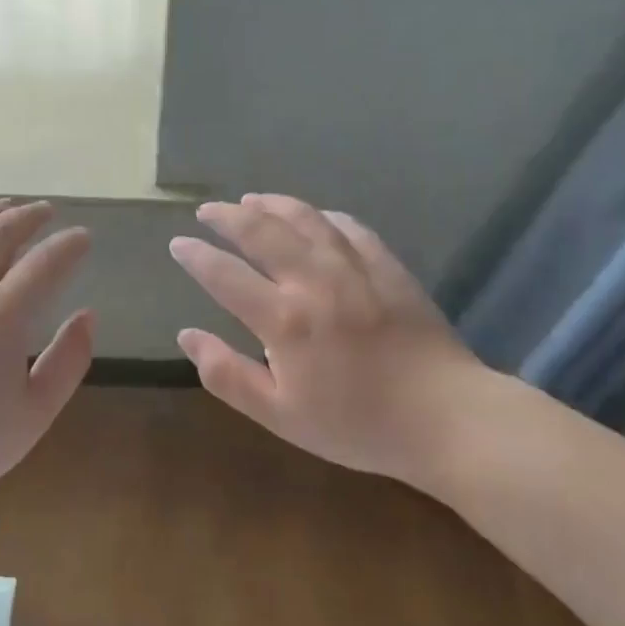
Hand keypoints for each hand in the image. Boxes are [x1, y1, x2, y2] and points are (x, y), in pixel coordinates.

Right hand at [169, 194, 512, 492]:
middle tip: (207, 211)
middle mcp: (314, 280)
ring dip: (271, 204)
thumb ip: (228, 375)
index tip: (178, 244)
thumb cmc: (358, 425)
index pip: (224, 274)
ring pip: (303, 218)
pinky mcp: (386, 265)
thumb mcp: (281, 416)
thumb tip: (187, 335)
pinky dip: (321, 216)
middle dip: (226, 216)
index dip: (196, 256)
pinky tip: (314, 217)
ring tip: (250, 200)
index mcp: (284, 319)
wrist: (446, 418)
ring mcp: (354, 267)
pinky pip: (347, 226)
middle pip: (260, 231)